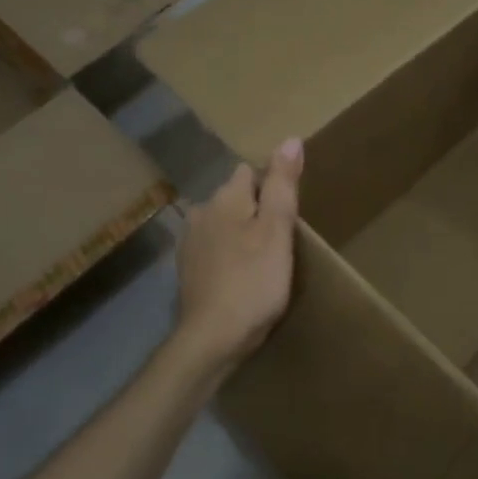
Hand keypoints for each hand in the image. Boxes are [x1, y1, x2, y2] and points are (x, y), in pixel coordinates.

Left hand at [170, 138, 303, 374]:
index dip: (272, 187)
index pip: (250, 172)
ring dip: (240, 232)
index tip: (288, 213)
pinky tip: (240, 276)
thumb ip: (282, 185)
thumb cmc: (253, 282)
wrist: (211, 339)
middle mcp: (201, 211)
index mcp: (225, 198)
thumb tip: (290, 139)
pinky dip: (227, 255)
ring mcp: (190, 242)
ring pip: (223, 223)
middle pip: (235, 197)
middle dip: (255, 209)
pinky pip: (214, 248)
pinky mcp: (187, 269)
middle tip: (280, 239)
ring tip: (262, 258)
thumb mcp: (277, 231)